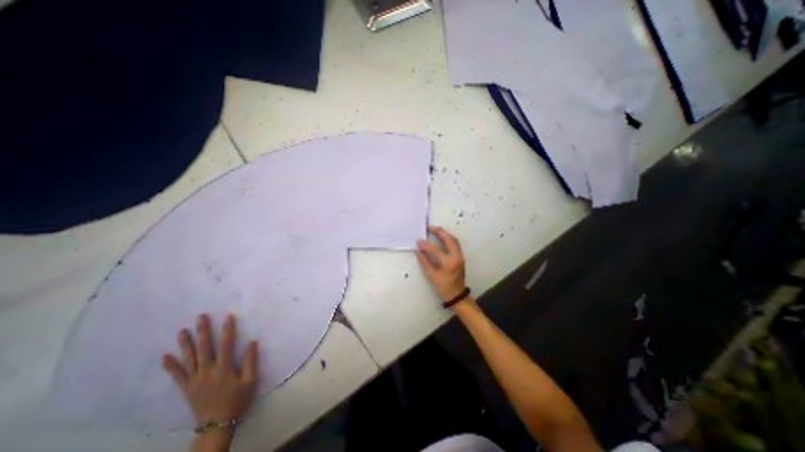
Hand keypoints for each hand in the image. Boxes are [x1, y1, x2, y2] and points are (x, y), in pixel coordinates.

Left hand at [163, 312, 261, 428]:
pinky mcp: (187, 388)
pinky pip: (177, 376)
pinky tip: (165, 356)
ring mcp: (195, 380)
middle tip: (200, 317)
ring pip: (189, 359)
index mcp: (224, 369)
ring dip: (186, 344)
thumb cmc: (238, 400)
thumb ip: (251, 361)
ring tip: (182, 331)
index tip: (227, 316)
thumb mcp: (251, 381)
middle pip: (205, 348)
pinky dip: (171, 366)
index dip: (227, 330)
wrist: (217, 425)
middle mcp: (208, 371)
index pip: (226, 345)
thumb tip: (252, 342)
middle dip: (203, 332)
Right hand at [415, 224, 465, 301]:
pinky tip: (442, 237)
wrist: (457, 295)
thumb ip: (424, 262)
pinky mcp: (460, 257)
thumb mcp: (432, 276)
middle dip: (440, 232)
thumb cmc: (444, 287)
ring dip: (445, 234)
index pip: (435, 250)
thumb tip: (417, 250)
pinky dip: (448, 238)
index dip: (425, 244)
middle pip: (449, 239)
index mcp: (448, 263)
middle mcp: (456, 257)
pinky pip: (455, 243)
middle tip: (430, 227)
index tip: (418, 240)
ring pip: (454, 240)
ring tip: (436, 230)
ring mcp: (460, 256)